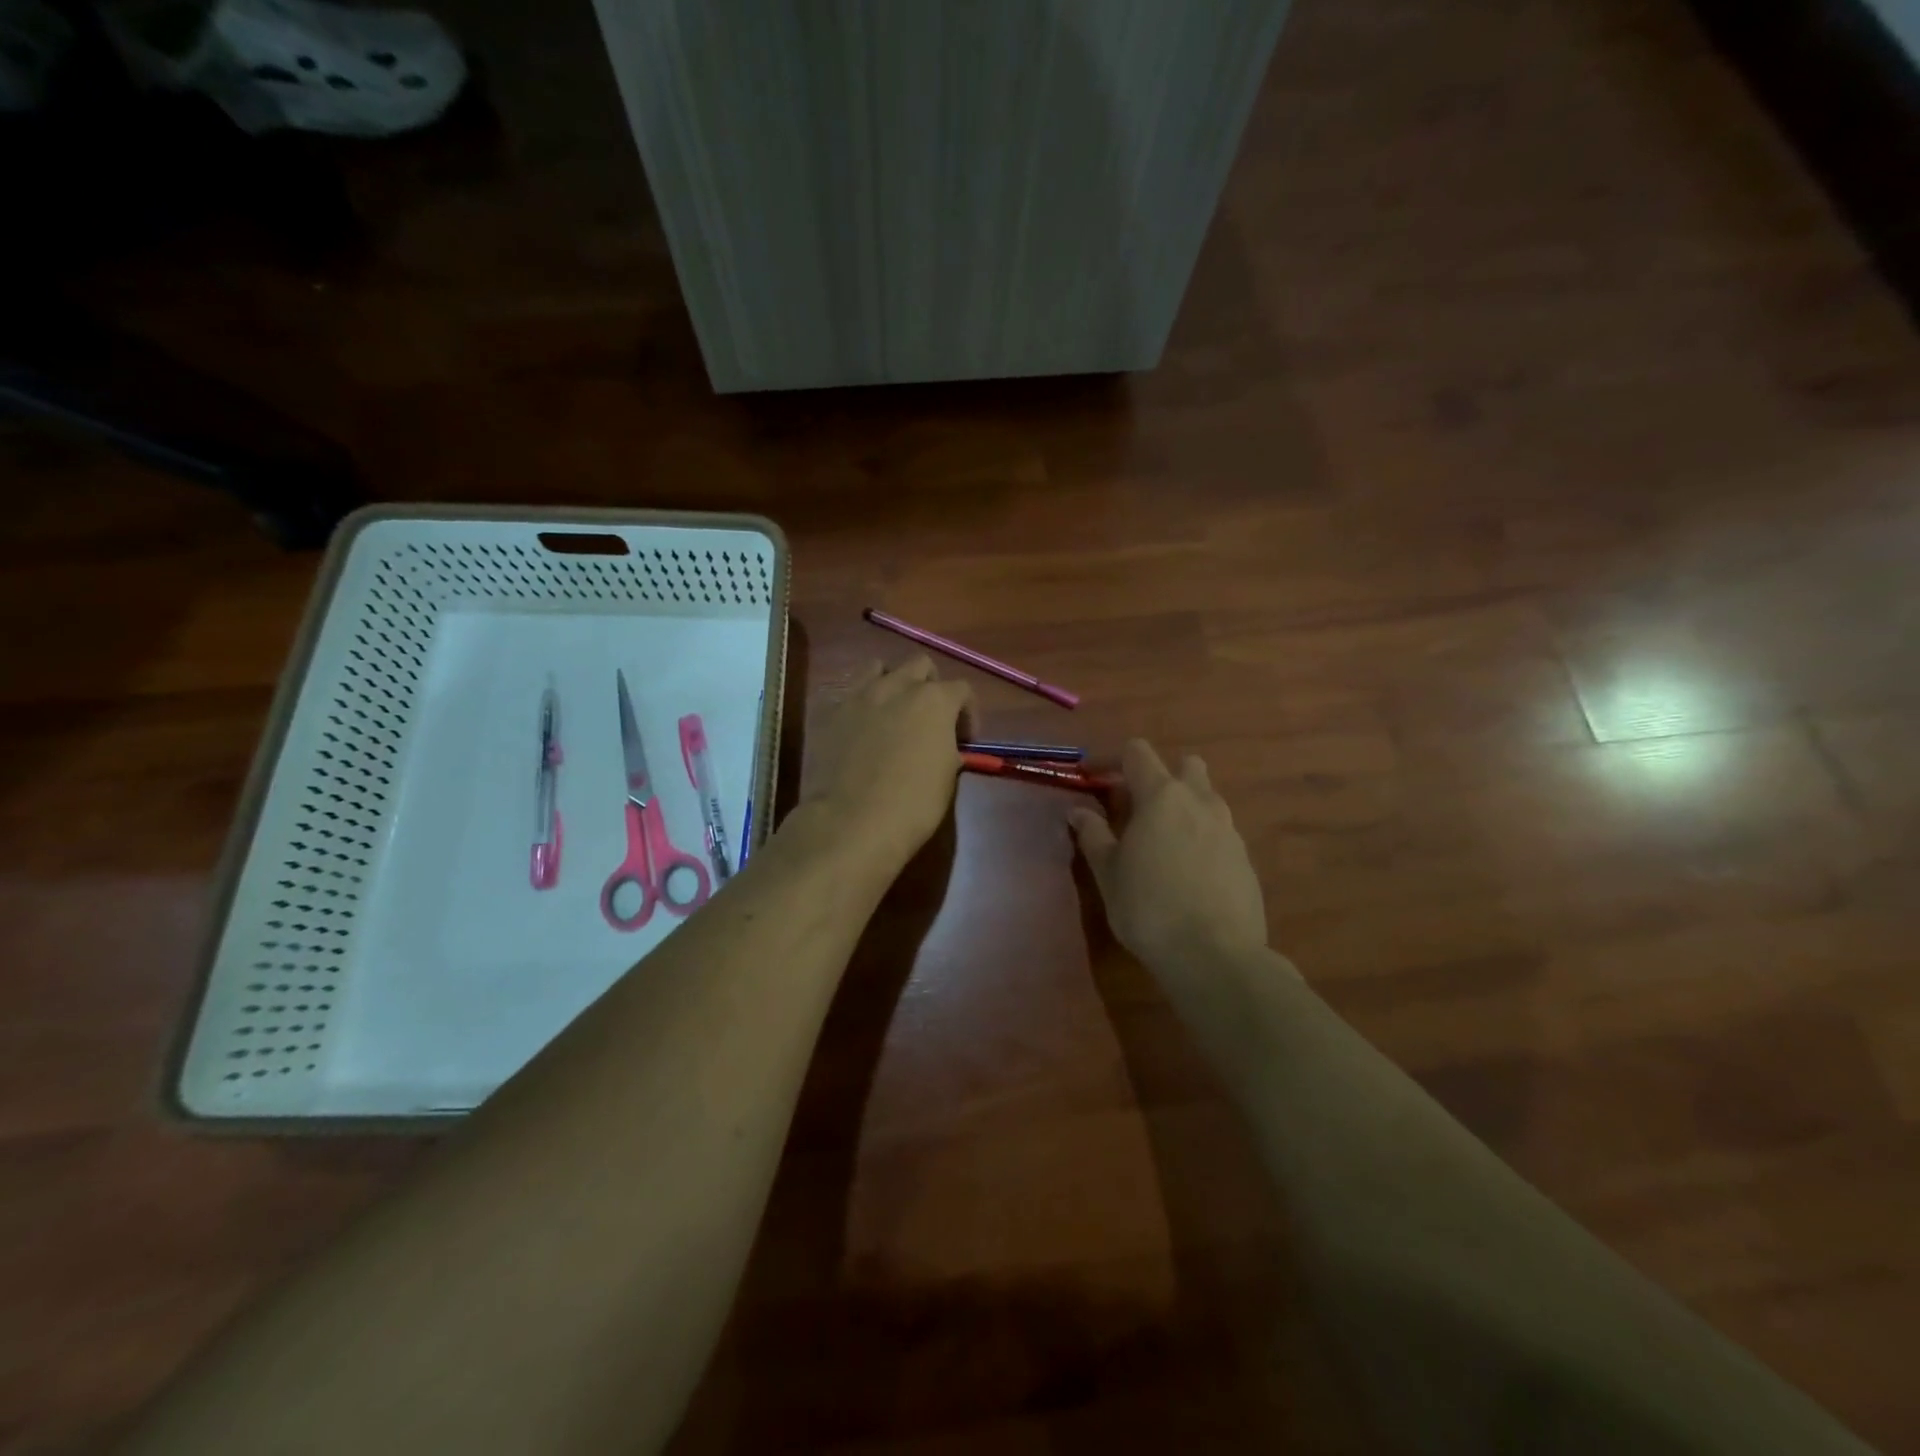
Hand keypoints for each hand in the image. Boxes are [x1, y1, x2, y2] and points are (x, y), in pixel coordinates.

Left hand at [802, 656, 971, 873]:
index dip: (967, 712)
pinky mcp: (829, 712)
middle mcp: (897, 687)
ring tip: (891, 712)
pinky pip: (848, 694)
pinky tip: (860, 730)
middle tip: (929, 718)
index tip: (964, 738)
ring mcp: (858, 696)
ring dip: (891, 683)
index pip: (961, 689)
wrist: (851, 822)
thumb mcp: (947, 776)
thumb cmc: (912, 805)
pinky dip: (859, 705)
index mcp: (934, 701)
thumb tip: (941, 745)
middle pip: (920, 665)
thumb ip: (947, 747)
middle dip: (929, 685)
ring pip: (878, 668)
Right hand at [1069, 740, 1267, 976]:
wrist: (1215, 955)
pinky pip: (1221, 832)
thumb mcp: (1108, 873)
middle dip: (1161, 776)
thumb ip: (1093, 835)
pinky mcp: (1246, 859)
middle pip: (1185, 766)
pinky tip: (1189, 873)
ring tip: (1163, 842)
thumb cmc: (1148, 907)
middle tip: (1138, 808)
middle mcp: (1200, 802)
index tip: (1094, 779)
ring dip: (1184, 807)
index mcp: (1162, 797)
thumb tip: (1078, 810)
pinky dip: (1202, 838)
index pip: (1138, 753)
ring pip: (1207, 799)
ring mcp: (1229, 829)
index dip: (1112, 760)